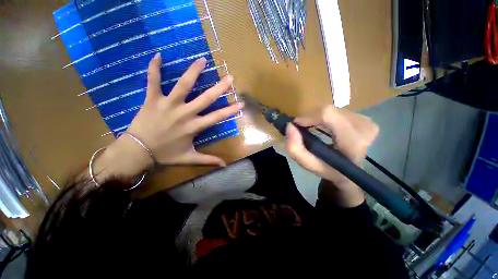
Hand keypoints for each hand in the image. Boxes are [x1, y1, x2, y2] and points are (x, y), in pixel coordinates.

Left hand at [94, 54, 242, 180]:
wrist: (137, 151)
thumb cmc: (165, 154)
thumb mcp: (189, 158)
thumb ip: (207, 160)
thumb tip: (224, 165)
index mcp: (194, 127)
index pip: (217, 117)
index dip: (231, 110)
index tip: (241, 103)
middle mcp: (184, 113)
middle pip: (205, 98)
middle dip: (220, 88)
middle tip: (230, 77)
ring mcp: (168, 104)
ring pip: (183, 85)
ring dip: (193, 72)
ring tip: (203, 60)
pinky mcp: (152, 100)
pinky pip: (153, 81)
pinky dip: (154, 68)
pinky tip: (158, 55)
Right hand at [285, 105, 378, 206]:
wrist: (350, 171)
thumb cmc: (329, 169)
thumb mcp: (308, 164)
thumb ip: (295, 148)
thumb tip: (290, 126)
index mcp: (353, 143)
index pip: (328, 115)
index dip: (309, 117)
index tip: (296, 125)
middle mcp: (365, 128)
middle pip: (328, 111)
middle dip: (311, 119)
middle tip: (303, 130)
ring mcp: (367, 121)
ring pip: (331, 110)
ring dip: (317, 119)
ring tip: (314, 130)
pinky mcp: (364, 118)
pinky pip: (337, 111)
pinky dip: (325, 118)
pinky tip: (325, 127)